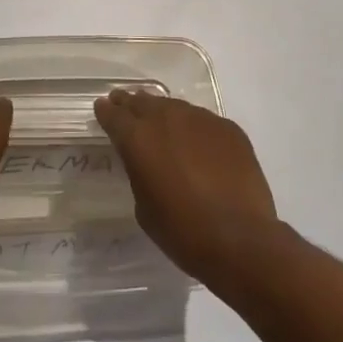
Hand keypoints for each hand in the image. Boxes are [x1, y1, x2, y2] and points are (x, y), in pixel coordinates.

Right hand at [93, 90, 281, 283]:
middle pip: (143, 102)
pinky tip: (199, 145)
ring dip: (163, 113)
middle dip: (131, 104)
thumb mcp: (144, 206)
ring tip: (161, 122)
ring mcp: (200, 119)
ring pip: (174, 106)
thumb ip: (139, 173)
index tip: (102, 109)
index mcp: (138, 138)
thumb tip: (147, 161)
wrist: (240, 239)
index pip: (114, 115)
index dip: (106, 112)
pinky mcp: (228, 128)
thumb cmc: (183, 231)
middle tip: (124, 104)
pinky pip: (203, 122)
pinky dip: (195, 129)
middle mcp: (167, 118)